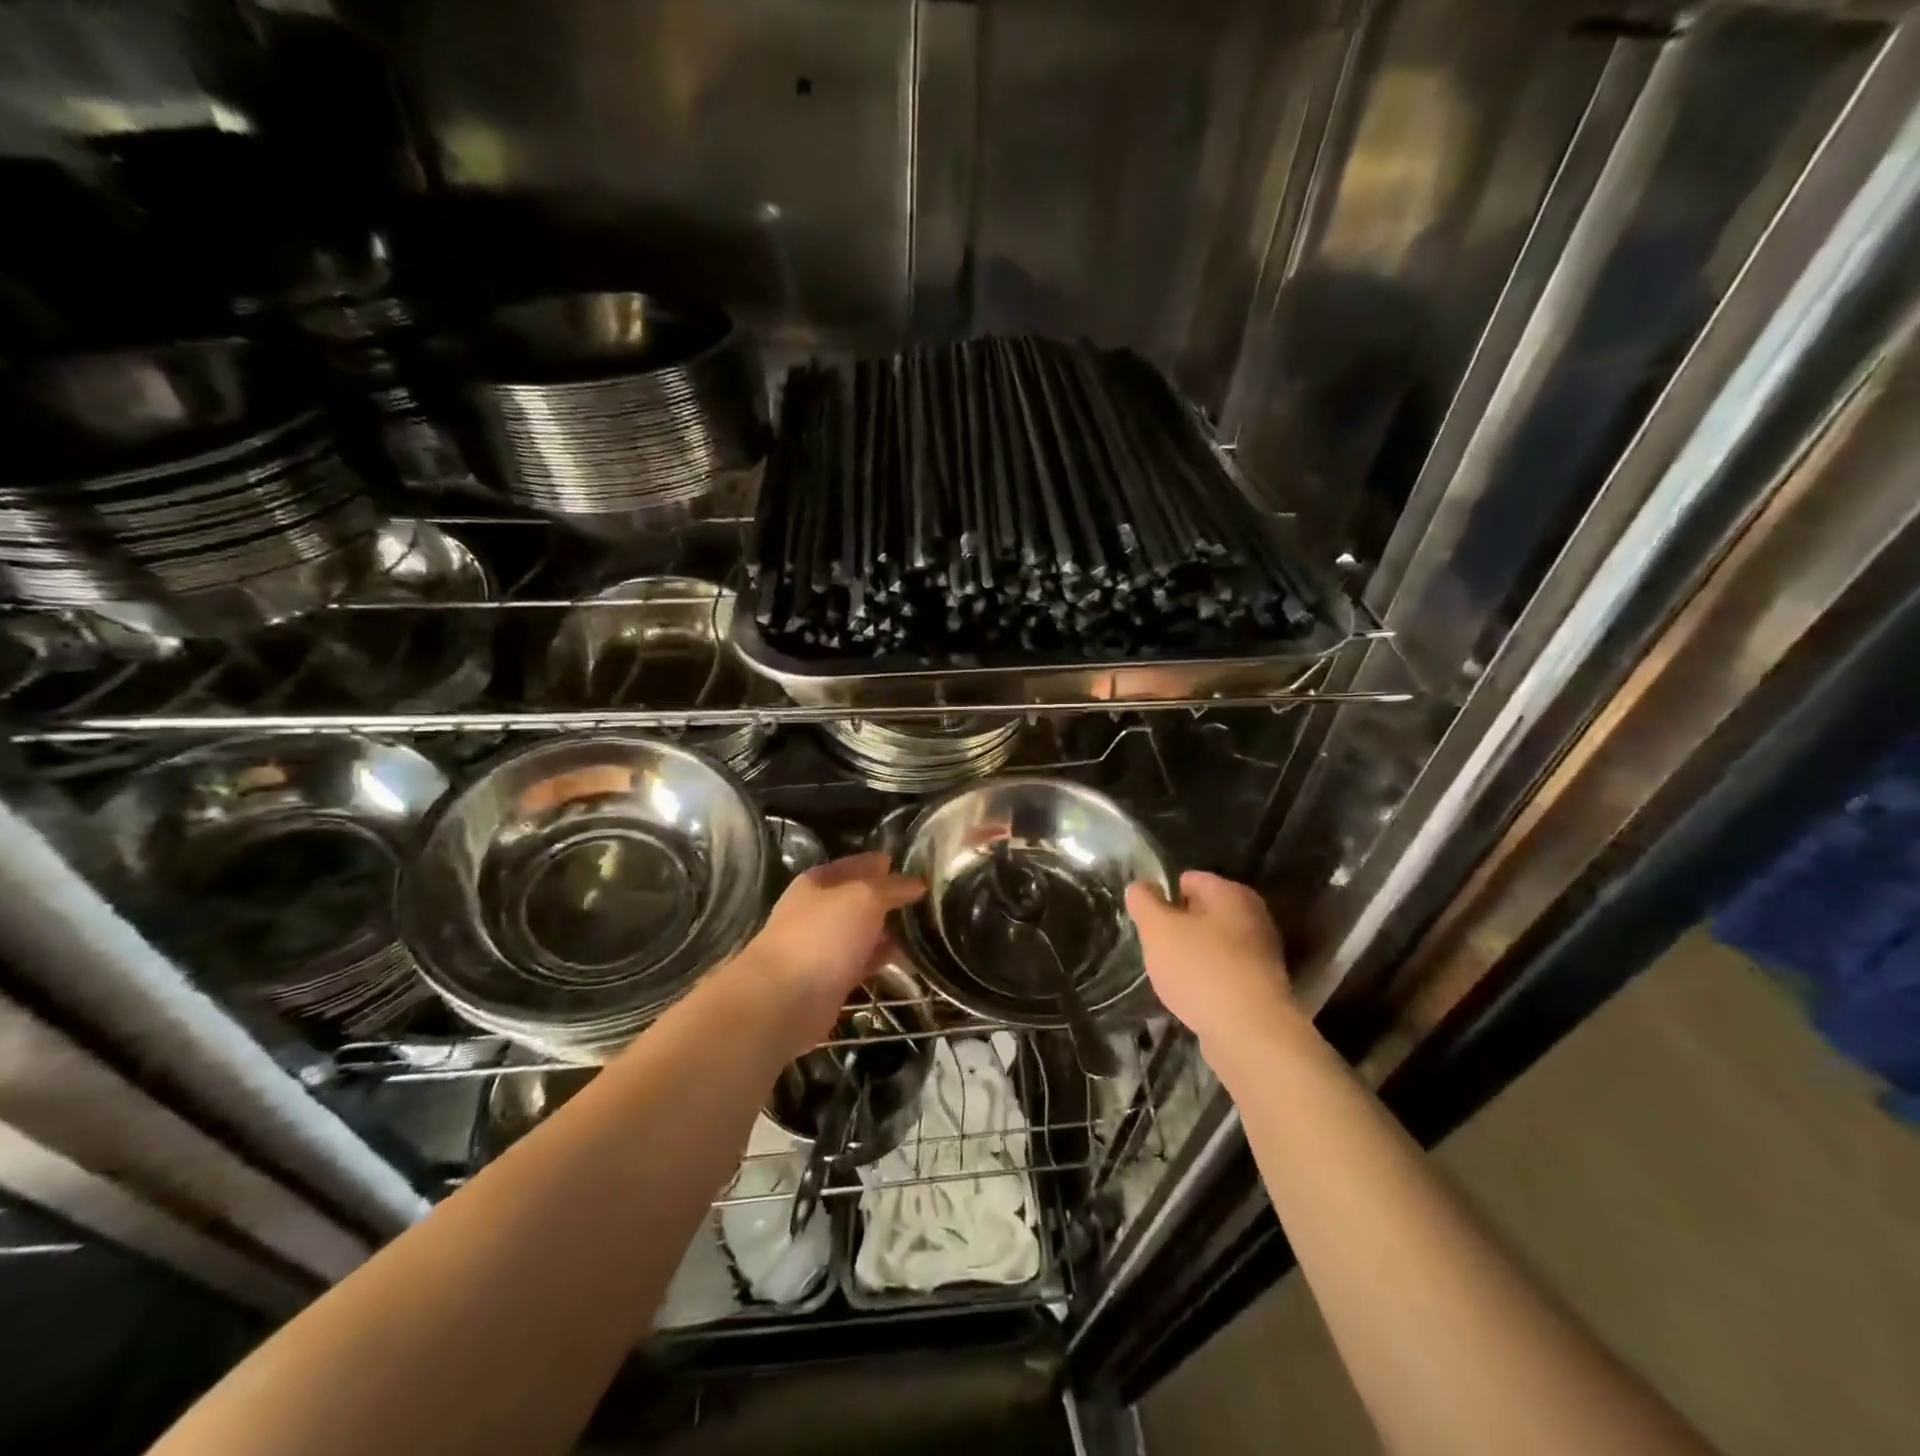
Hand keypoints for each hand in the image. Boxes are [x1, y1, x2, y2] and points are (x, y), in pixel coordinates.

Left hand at [729, 852, 923, 1053]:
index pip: (853, 865)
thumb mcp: (863, 898)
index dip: (878, 863)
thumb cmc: (822, 936)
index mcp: (816, 883)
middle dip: (888, 898)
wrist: (784, 1001)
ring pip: (862, 931)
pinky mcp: (831, 980)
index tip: (909, 864)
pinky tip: (911, 957)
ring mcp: (822, 947)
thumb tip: (917, 882)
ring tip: (926, 927)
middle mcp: (817, 912)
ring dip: (889, 929)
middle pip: (858, 899)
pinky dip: (884, 958)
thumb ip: (891, 887)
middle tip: (926, 898)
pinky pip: (864, 961)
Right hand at [1125, 871, 1294, 1049]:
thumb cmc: (1201, 969)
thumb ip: (1144, 902)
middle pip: (1204, 912)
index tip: (1146, 919)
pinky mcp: (1263, 988)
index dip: (1163, 894)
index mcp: (1231, 893)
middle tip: (1155, 946)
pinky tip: (1192, 997)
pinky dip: (1208, 981)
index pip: (1190, 879)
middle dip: (1178, 926)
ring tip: (1170, 975)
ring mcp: (1262, 954)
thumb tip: (1141, 886)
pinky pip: (1225, 973)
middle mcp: (1253, 916)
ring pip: (1215, 944)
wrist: (1250, 1033)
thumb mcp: (1158, 929)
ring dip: (1193, 955)